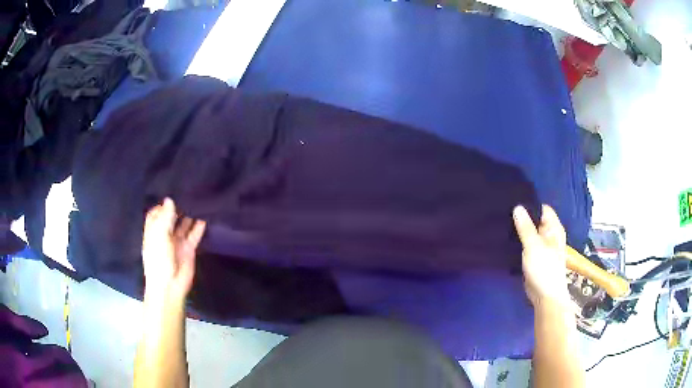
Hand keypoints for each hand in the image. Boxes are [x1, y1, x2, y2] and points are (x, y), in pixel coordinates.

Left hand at [142, 198, 205, 302]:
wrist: (170, 285)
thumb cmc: (159, 260)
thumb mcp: (159, 236)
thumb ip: (165, 218)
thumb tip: (169, 199)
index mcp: (153, 231)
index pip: (156, 214)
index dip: (162, 205)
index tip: (172, 194)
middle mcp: (165, 235)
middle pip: (171, 217)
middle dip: (178, 207)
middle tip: (188, 192)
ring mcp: (177, 242)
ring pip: (183, 225)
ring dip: (189, 215)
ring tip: (198, 201)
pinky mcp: (189, 249)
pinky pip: (194, 235)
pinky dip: (199, 227)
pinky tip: (205, 217)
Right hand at [513, 205, 569, 308]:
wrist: (545, 296)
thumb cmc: (543, 269)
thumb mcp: (533, 246)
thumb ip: (525, 227)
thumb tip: (517, 207)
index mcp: (554, 228)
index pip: (542, 208)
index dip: (529, 205)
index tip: (512, 202)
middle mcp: (549, 234)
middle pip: (535, 220)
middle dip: (522, 217)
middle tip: (504, 213)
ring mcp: (542, 246)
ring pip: (529, 232)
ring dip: (519, 230)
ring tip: (502, 224)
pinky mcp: (534, 256)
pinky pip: (526, 244)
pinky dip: (518, 241)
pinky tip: (506, 239)